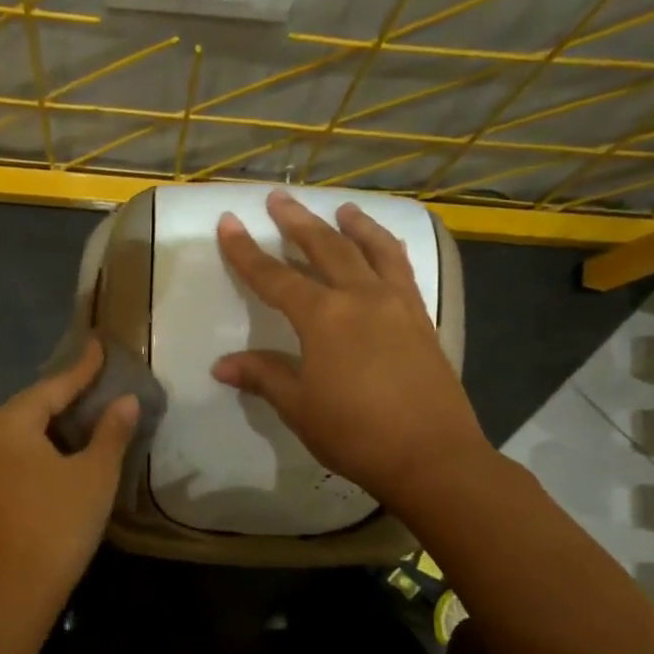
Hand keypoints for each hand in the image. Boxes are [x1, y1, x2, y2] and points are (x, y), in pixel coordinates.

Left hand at [0, 339, 138, 615]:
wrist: (10, 592)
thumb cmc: (57, 525)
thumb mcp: (94, 476)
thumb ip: (111, 433)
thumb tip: (126, 401)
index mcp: (10, 422)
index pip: (55, 385)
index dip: (82, 367)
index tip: (99, 344)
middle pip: (31, 405)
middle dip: (64, 394)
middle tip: (94, 382)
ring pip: (19, 431)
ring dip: (49, 423)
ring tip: (80, 415)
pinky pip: (10, 454)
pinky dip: (35, 447)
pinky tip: (54, 453)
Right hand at [212, 189, 488, 507]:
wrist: (431, 455)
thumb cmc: (355, 434)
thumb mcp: (299, 408)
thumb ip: (264, 377)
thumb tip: (221, 365)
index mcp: (324, 317)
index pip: (274, 277)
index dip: (246, 251)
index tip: (228, 222)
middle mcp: (361, 297)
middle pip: (325, 248)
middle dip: (297, 222)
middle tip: (278, 198)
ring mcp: (398, 304)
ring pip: (372, 249)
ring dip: (353, 226)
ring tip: (342, 208)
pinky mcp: (422, 318)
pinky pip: (403, 270)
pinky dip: (389, 250)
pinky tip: (387, 247)